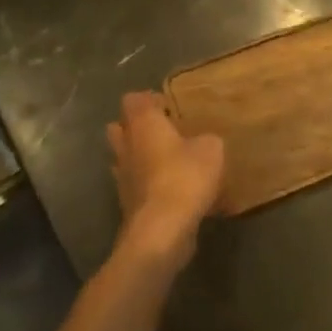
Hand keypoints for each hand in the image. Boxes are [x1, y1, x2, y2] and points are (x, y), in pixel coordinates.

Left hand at [107, 92, 223, 267]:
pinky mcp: (128, 204)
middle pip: (120, 128)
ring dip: (143, 157)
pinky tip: (177, 192)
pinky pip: (138, 186)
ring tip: (172, 161)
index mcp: (143, 125)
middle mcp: (126, 147)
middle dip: (139, 128)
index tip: (170, 106)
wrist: (162, 231)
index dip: (149, 99)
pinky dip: (152, 185)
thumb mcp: (211, 149)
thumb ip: (206, 139)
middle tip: (167, 131)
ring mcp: (123, 178)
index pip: (133, 100)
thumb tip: (202, 142)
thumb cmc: (185, 177)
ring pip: (126, 158)